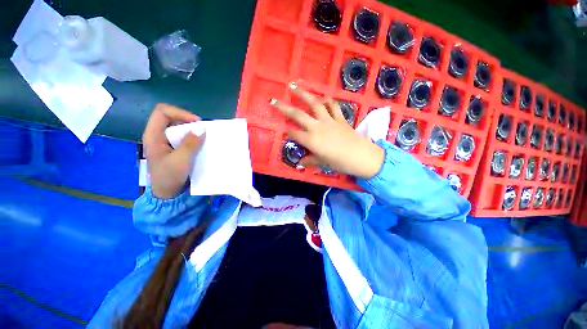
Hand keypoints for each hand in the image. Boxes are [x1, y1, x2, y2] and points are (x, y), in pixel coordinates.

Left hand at [143, 104, 204, 198]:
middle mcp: (158, 135)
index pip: (162, 112)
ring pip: (179, 127)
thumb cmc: (169, 177)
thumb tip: (201, 128)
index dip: (180, 113)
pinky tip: (201, 144)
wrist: (167, 193)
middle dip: (188, 121)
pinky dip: (193, 137)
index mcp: (153, 135)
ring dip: (192, 130)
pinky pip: (183, 136)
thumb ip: (190, 144)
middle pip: (171, 117)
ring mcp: (165, 141)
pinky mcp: (173, 147)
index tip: (197, 123)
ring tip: (204, 137)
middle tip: (203, 131)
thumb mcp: (180, 161)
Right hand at [271, 82, 384, 179]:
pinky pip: (332, 106)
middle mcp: (317, 127)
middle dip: (284, 107)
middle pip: (298, 115)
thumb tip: (300, 163)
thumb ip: (310, 161)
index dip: (287, 132)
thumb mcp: (322, 163)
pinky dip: (327, 100)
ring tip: (294, 86)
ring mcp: (329, 120)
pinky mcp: (340, 118)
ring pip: (314, 104)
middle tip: (274, 100)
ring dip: (303, 94)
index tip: (284, 131)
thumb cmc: (340, 163)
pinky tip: (322, 97)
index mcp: (311, 140)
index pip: (294, 133)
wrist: (362, 157)